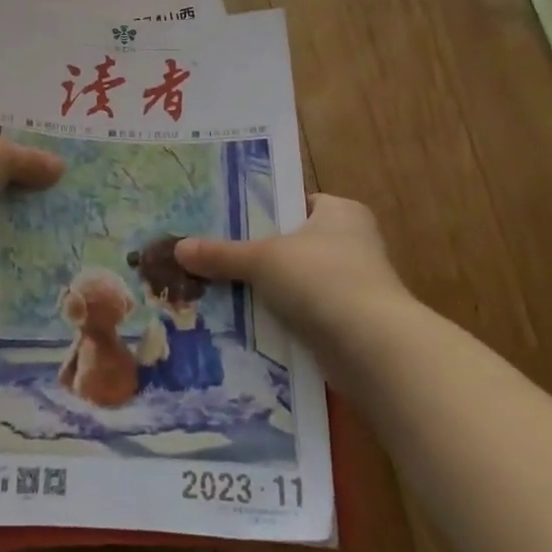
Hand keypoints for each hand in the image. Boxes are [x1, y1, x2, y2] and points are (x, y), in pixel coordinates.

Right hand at [176, 195, 411, 343]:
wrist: (373, 350)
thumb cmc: (323, 279)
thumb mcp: (261, 259)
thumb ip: (221, 254)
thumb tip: (177, 249)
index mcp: (341, 213)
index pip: (294, 202)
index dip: (259, 209)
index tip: (223, 219)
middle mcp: (352, 244)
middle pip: (290, 244)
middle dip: (255, 254)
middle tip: (210, 254)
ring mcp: (353, 287)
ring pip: (294, 283)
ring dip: (264, 290)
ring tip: (215, 289)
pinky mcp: (348, 326)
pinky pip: (302, 314)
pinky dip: (277, 319)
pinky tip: (241, 323)